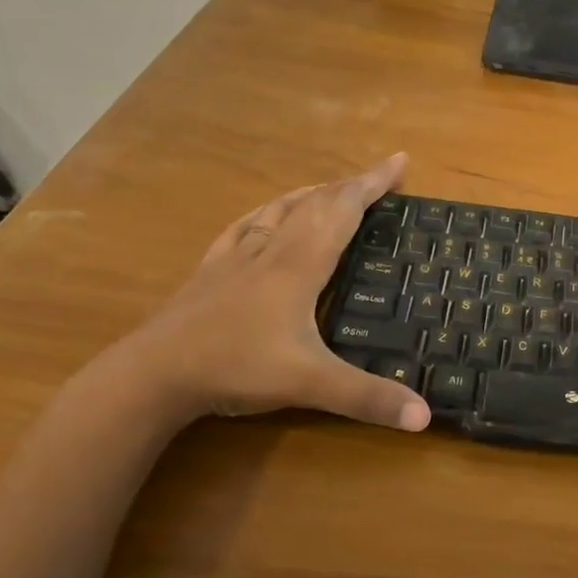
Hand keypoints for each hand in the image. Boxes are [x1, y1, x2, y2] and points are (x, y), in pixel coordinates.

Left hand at [113, 154, 429, 433]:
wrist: (151, 374)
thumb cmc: (237, 367)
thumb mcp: (311, 384)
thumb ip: (369, 398)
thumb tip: (426, 417)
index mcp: (301, 264)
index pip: (345, 210)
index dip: (374, 183)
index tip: (400, 160)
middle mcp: (272, 249)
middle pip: (317, 203)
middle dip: (353, 184)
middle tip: (380, 175)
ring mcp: (236, 257)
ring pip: (281, 209)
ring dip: (313, 192)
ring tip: (332, 187)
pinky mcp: (210, 270)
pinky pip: (244, 227)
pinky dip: (265, 212)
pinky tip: (264, 215)